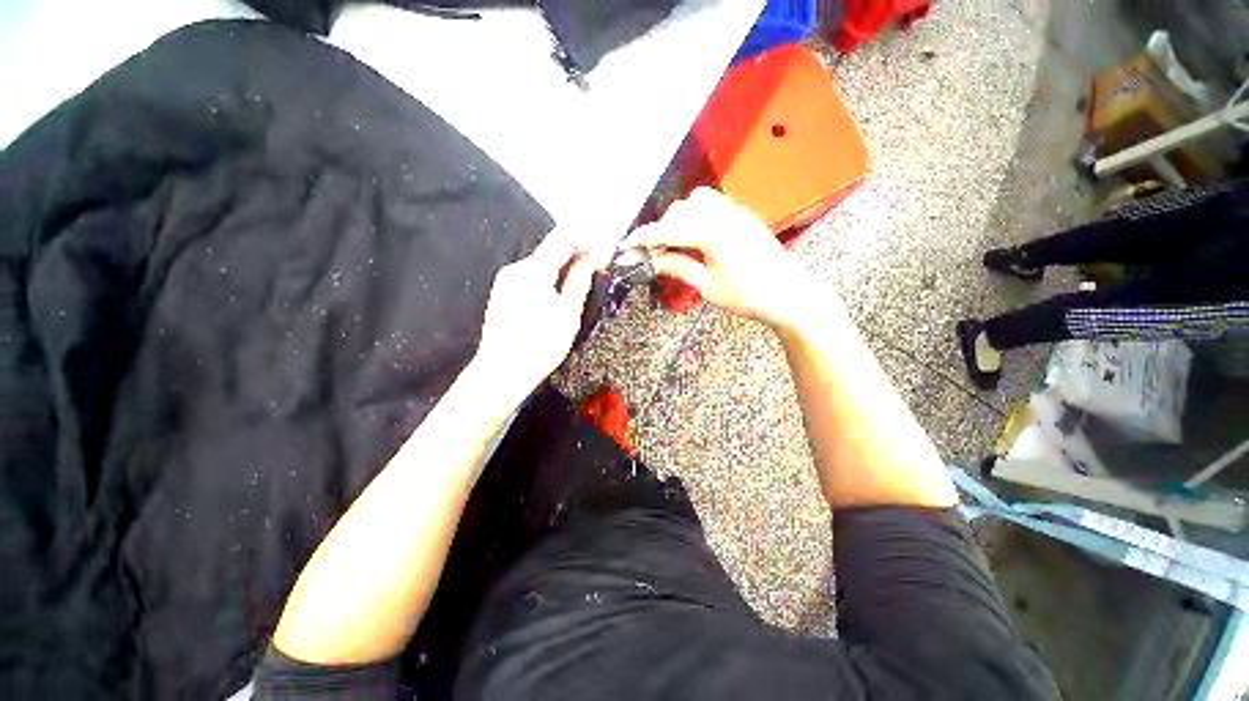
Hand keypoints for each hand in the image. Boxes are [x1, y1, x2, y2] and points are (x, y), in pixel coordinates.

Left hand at [472, 229, 602, 402]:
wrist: (501, 372)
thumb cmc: (539, 347)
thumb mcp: (568, 314)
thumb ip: (580, 281)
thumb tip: (594, 257)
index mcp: (533, 271)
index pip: (563, 238)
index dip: (586, 238)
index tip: (603, 247)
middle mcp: (516, 268)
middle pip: (552, 249)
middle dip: (577, 252)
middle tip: (598, 264)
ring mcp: (507, 279)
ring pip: (543, 262)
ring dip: (564, 265)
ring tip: (584, 278)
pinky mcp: (504, 291)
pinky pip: (532, 275)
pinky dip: (550, 276)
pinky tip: (561, 291)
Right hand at [623, 188, 818, 331]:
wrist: (790, 295)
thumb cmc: (751, 296)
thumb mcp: (708, 287)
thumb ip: (679, 267)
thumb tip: (653, 261)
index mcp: (713, 233)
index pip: (667, 229)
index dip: (643, 238)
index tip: (626, 247)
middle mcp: (724, 215)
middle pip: (678, 211)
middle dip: (659, 230)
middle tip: (649, 254)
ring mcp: (736, 213)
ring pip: (695, 202)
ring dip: (678, 219)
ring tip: (672, 244)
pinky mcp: (743, 217)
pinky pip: (712, 205)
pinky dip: (695, 216)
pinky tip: (693, 236)